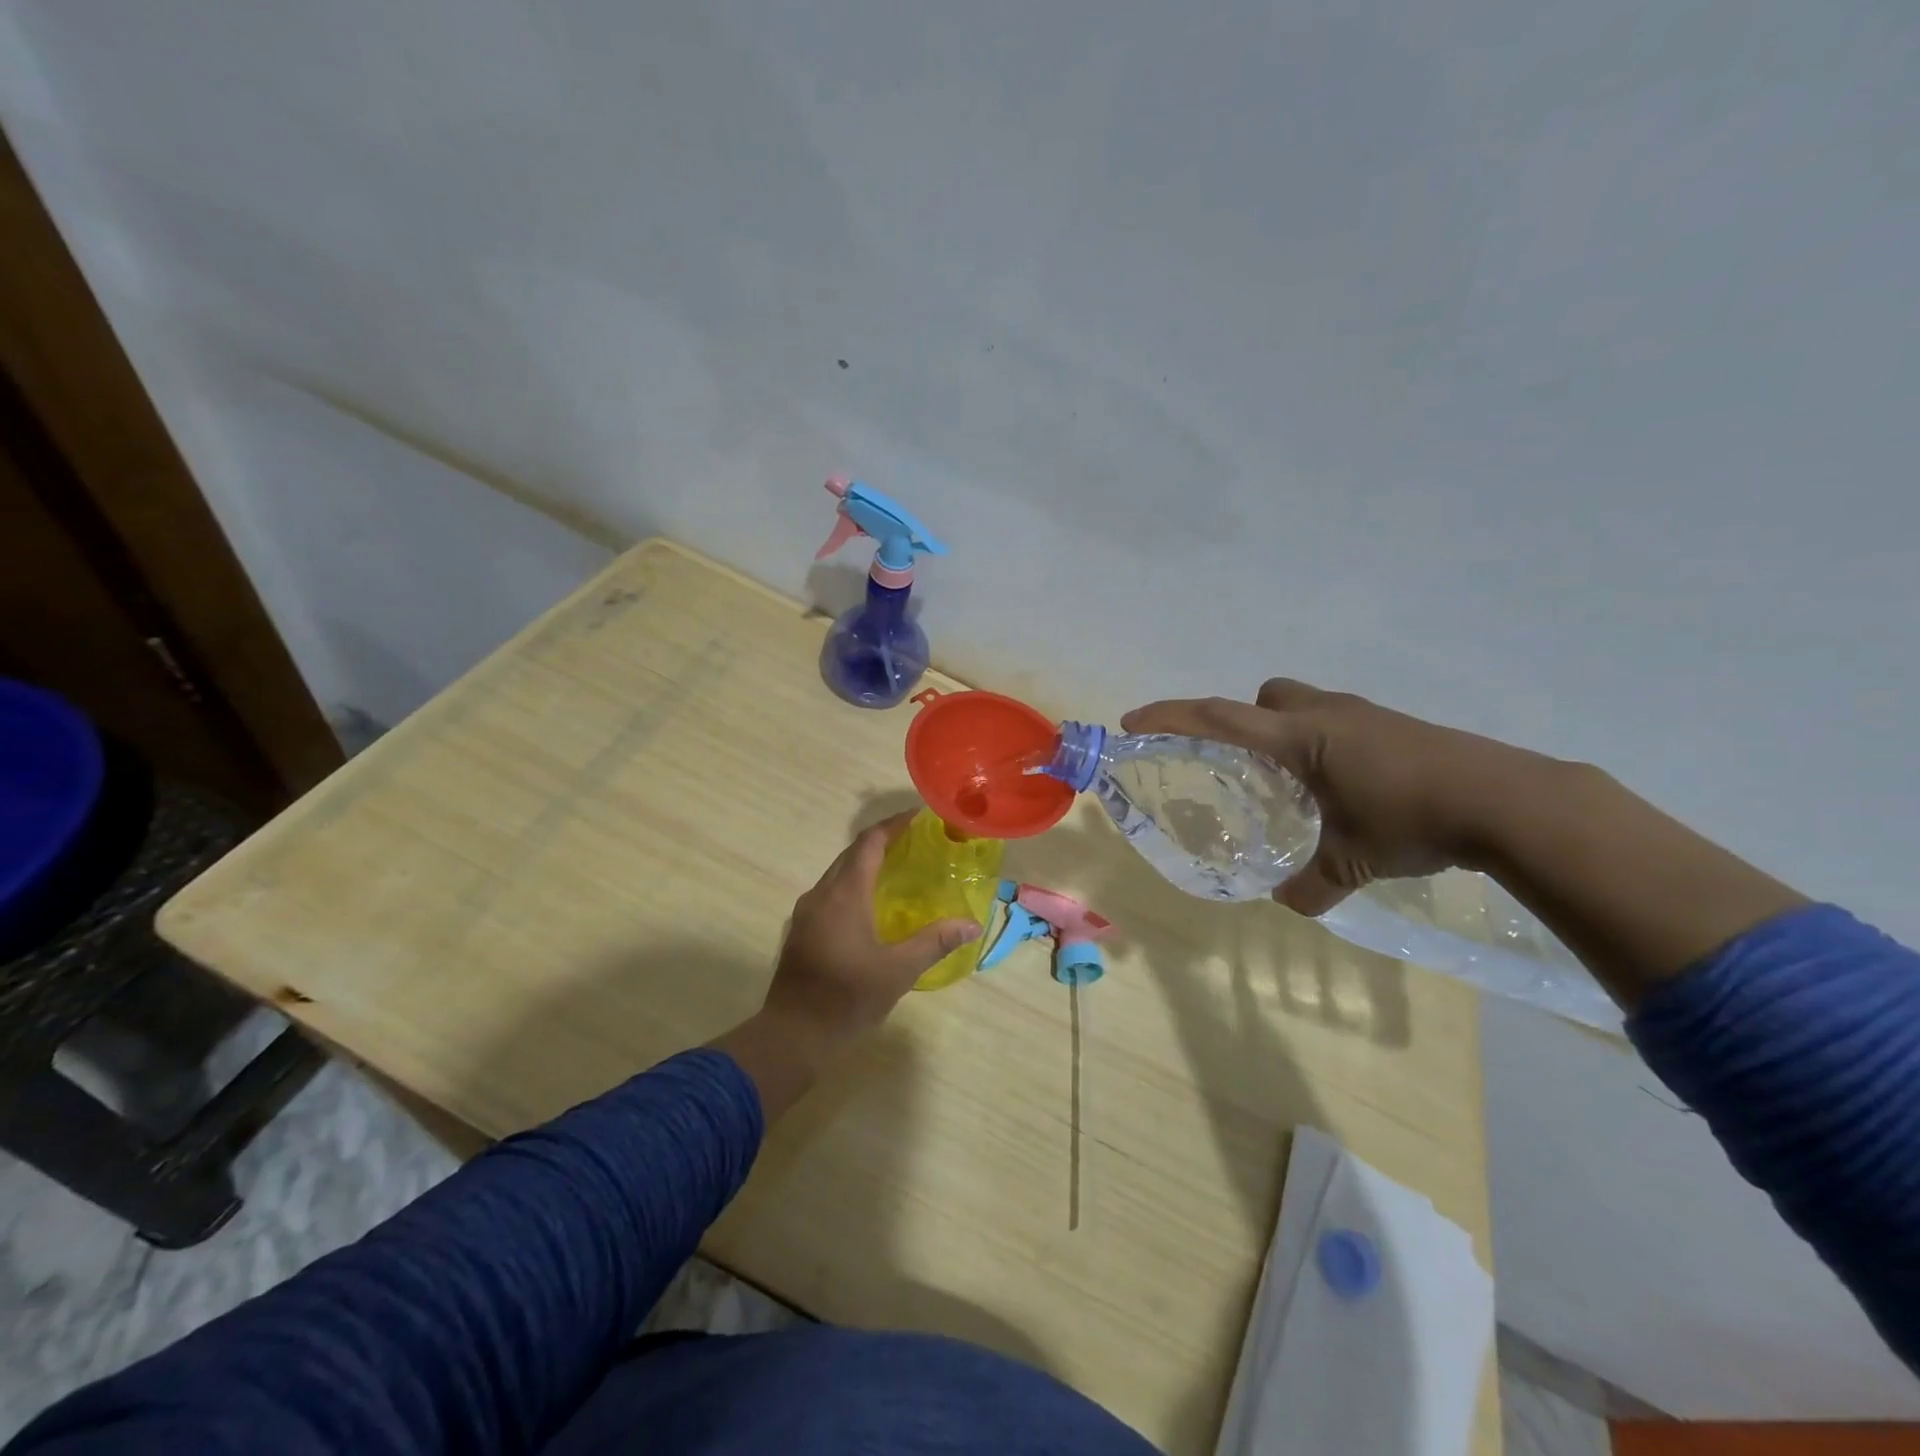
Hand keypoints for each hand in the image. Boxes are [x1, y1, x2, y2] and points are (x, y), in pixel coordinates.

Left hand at [762, 813, 980, 1060]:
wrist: (792, 1035)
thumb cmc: (847, 998)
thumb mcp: (898, 971)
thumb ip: (935, 942)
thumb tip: (972, 924)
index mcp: (845, 894)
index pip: (870, 842)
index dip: (894, 825)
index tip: (920, 817)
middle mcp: (822, 893)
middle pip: (852, 853)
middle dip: (883, 842)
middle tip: (916, 843)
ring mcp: (807, 912)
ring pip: (839, 873)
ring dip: (866, 864)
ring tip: (899, 870)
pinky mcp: (802, 930)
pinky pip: (831, 892)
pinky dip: (853, 885)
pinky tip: (872, 905)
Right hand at [1121, 679, 1551, 916]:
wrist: (1510, 800)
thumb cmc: (1414, 819)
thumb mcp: (1354, 860)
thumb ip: (1312, 884)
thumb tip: (1288, 902)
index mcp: (1301, 737)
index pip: (1220, 717)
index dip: (1171, 716)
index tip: (1133, 722)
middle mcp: (1326, 713)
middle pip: (1262, 697)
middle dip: (1239, 721)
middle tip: (1241, 765)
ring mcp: (1364, 714)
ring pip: (1302, 704)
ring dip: (1284, 731)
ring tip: (1294, 782)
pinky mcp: (1394, 724)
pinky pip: (1335, 720)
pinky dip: (1322, 743)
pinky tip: (1345, 786)